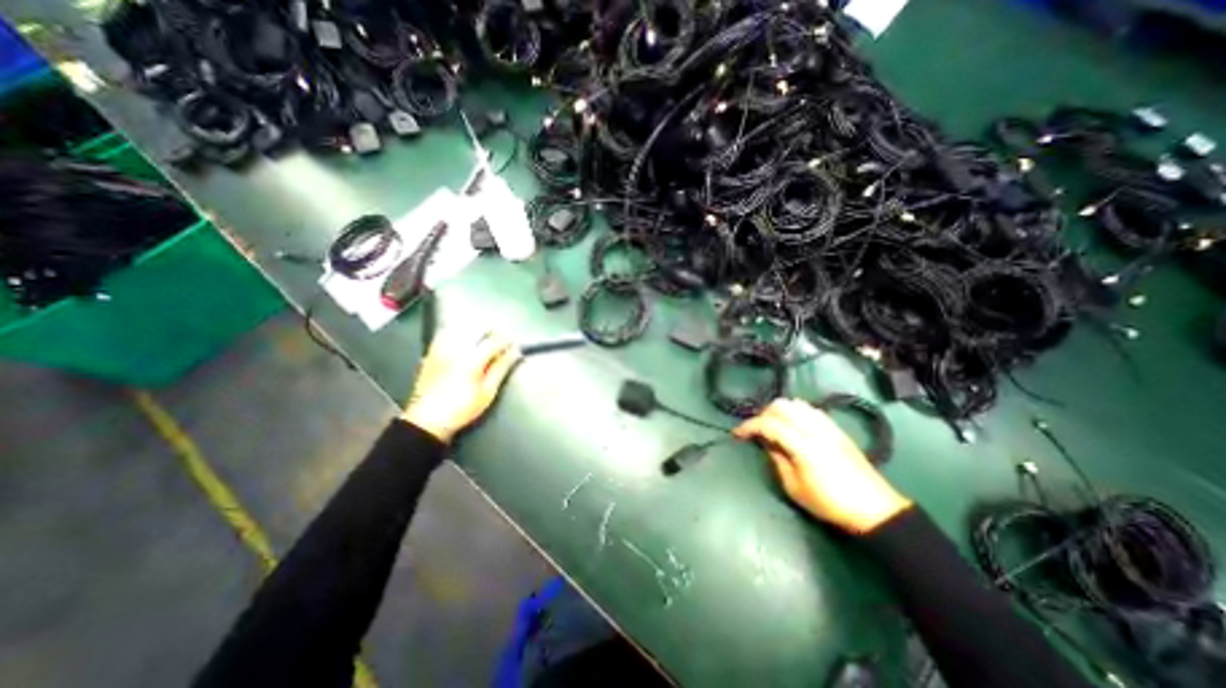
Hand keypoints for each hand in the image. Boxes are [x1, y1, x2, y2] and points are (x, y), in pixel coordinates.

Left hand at [399, 329, 519, 444]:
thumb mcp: (488, 391)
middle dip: (493, 331)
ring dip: (476, 328)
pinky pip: (446, 332)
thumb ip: (501, 368)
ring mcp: (441, 348)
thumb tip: (515, 352)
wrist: (427, 419)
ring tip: (484, 338)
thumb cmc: (462, 408)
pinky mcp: (431, 352)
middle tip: (501, 341)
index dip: (507, 340)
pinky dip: (458, 331)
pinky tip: (463, 340)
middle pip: (478, 327)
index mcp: (472, 359)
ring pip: (461, 326)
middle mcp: (456, 348)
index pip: (495, 340)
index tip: (514, 345)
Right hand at [730, 398, 912, 536]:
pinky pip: (809, 409)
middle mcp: (814, 428)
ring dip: (778, 411)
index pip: (769, 424)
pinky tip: (792, 425)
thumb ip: (777, 460)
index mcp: (802, 445)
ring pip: (795, 403)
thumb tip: (767, 443)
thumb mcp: (794, 488)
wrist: (874, 508)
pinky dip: (794, 411)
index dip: (749, 426)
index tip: (736, 434)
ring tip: (773, 427)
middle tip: (756, 432)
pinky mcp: (836, 427)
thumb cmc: (830, 503)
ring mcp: (827, 425)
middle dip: (763, 415)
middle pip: (780, 406)